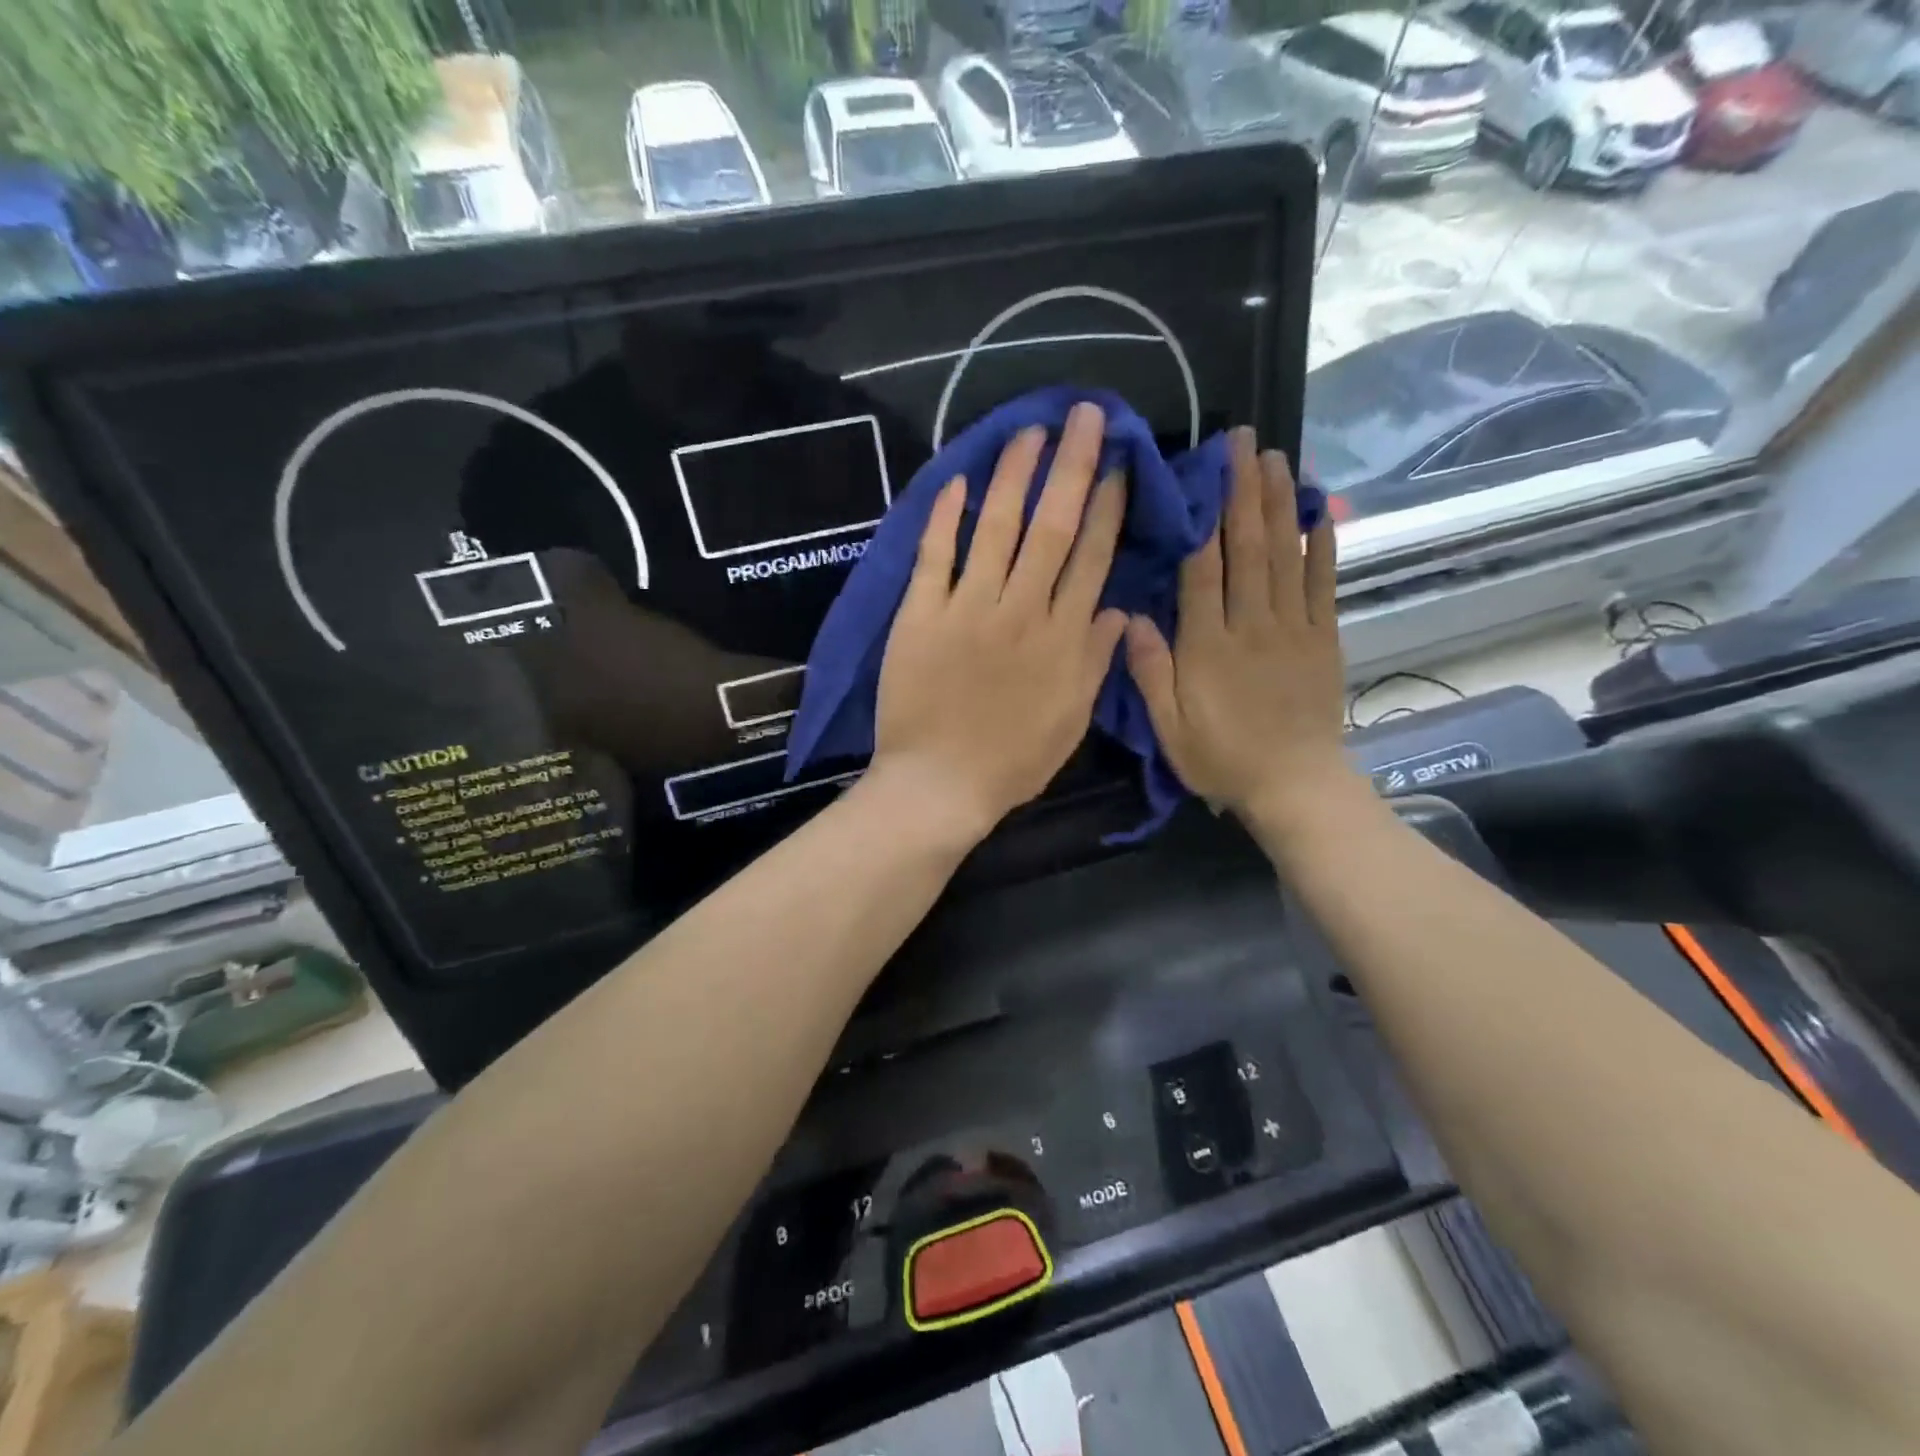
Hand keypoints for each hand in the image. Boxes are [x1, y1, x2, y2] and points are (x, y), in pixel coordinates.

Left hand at [871, 401, 1127, 841]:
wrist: (940, 785)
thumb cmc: (1012, 761)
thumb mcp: (1071, 721)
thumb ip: (1096, 662)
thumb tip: (1118, 610)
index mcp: (1062, 639)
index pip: (1092, 558)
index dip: (1109, 507)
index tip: (1121, 465)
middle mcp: (1021, 611)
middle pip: (1052, 527)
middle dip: (1072, 466)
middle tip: (1085, 415)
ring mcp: (968, 609)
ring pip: (996, 528)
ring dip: (1015, 475)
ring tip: (1030, 431)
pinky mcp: (921, 615)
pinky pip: (934, 556)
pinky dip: (945, 517)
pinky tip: (959, 478)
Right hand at [1124, 430, 1362, 848]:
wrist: (1295, 785)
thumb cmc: (1222, 758)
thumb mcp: (1169, 727)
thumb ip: (1149, 672)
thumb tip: (1128, 617)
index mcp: (1208, 646)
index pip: (1202, 570)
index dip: (1201, 518)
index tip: (1199, 474)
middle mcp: (1252, 625)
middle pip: (1247, 548)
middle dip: (1243, 492)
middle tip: (1242, 442)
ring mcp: (1293, 628)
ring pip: (1284, 555)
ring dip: (1278, 503)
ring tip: (1275, 456)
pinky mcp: (1322, 638)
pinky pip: (1322, 583)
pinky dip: (1321, 545)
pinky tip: (1316, 510)